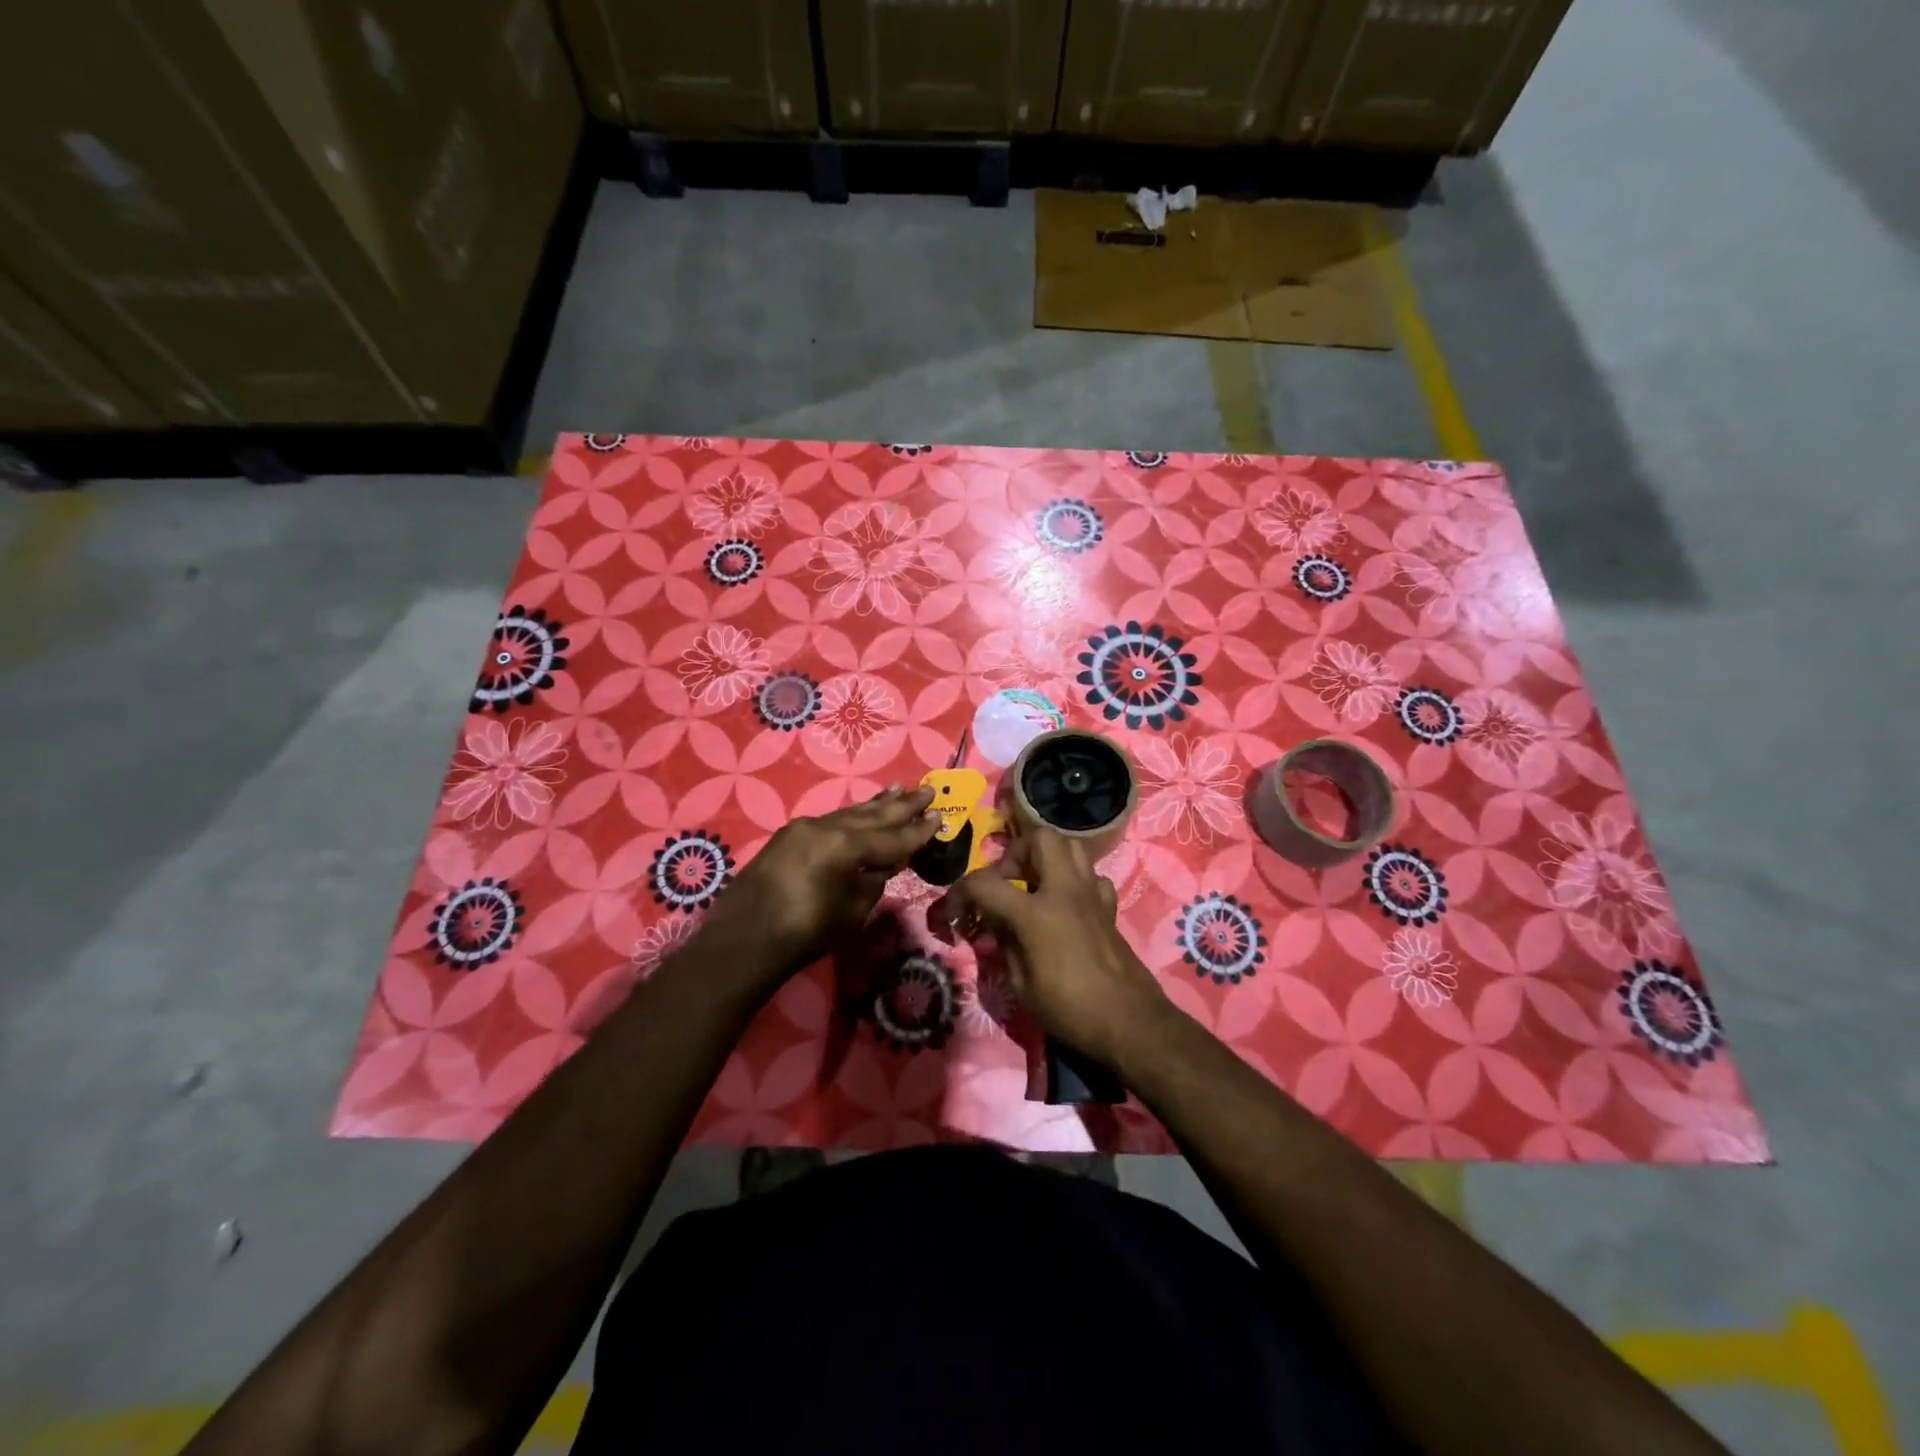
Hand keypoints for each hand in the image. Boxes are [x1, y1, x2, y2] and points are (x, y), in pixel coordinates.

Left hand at [704, 785, 938, 981]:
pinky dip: (851, 816)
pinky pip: (830, 820)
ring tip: (898, 790)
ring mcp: (804, 827)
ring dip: (876, 805)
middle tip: (927, 789)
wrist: (743, 940)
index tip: (941, 814)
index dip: (919, 829)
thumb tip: (885, 863)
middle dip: (902, 805)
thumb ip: (874, 880)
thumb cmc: (806, 933)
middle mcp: (827, 827)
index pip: (893, 836)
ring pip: (849, 813)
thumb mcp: (852, 911)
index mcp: (847, 845)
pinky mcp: (788, 836)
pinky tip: (861, 812)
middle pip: (873, 815)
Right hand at [944, 827, 1168, 1072]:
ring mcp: (1091, 895)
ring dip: (1046, 859)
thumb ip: (1004, 944)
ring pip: (1070, 847)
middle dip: (1015, 854)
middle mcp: (1064, 891)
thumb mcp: (1021, 986)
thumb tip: (995, 923)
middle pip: (1039, 839)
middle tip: (1007, 884)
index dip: (961, 894)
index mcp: (1034, 913)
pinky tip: (1067, 905)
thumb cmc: (1070, 1010)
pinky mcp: (1109, 907)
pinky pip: (1091, 876)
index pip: (985, 882)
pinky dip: (1075, 881)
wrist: (1130, 1022)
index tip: (957, 915)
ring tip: (1033, 887)